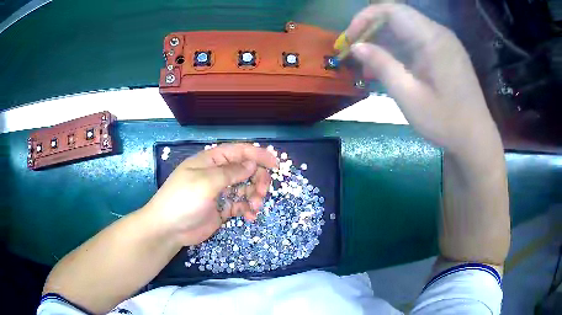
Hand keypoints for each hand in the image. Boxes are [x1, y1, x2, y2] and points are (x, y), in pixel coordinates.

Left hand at [143, 143, 277, 245]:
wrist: (169, 229)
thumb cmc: (183, 200)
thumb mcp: (205, 182)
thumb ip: (230, 172)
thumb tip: (251, 164)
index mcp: (210, 161)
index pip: (238, 152)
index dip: (257, 155)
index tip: (275, 164)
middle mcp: (217, 174)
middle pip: (245, 170)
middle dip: (257, 179)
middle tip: (262, 191)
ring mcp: (220, 192)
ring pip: (245, 188)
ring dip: (254, 196)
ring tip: (254, 207)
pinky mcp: (222, 209)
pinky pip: (240, 205)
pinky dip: (248, 209)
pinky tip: (250, 216)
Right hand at [347, 4, 500, 154]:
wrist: (476, 139)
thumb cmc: (445, 122)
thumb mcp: (409, 96)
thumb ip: (382, 66)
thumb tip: (356, 46)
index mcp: (432, 38)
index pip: (391, 10)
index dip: (365, 18)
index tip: (350, 39)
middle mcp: (439, 33)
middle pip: (397, 16)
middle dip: (372, 29)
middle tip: (356, 52)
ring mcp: (445, 42)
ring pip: (406, 28)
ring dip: (385, 41)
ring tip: (369, 64)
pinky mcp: (447, 53)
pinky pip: (417, 40)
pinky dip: (400, 48)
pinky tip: (391, 66)